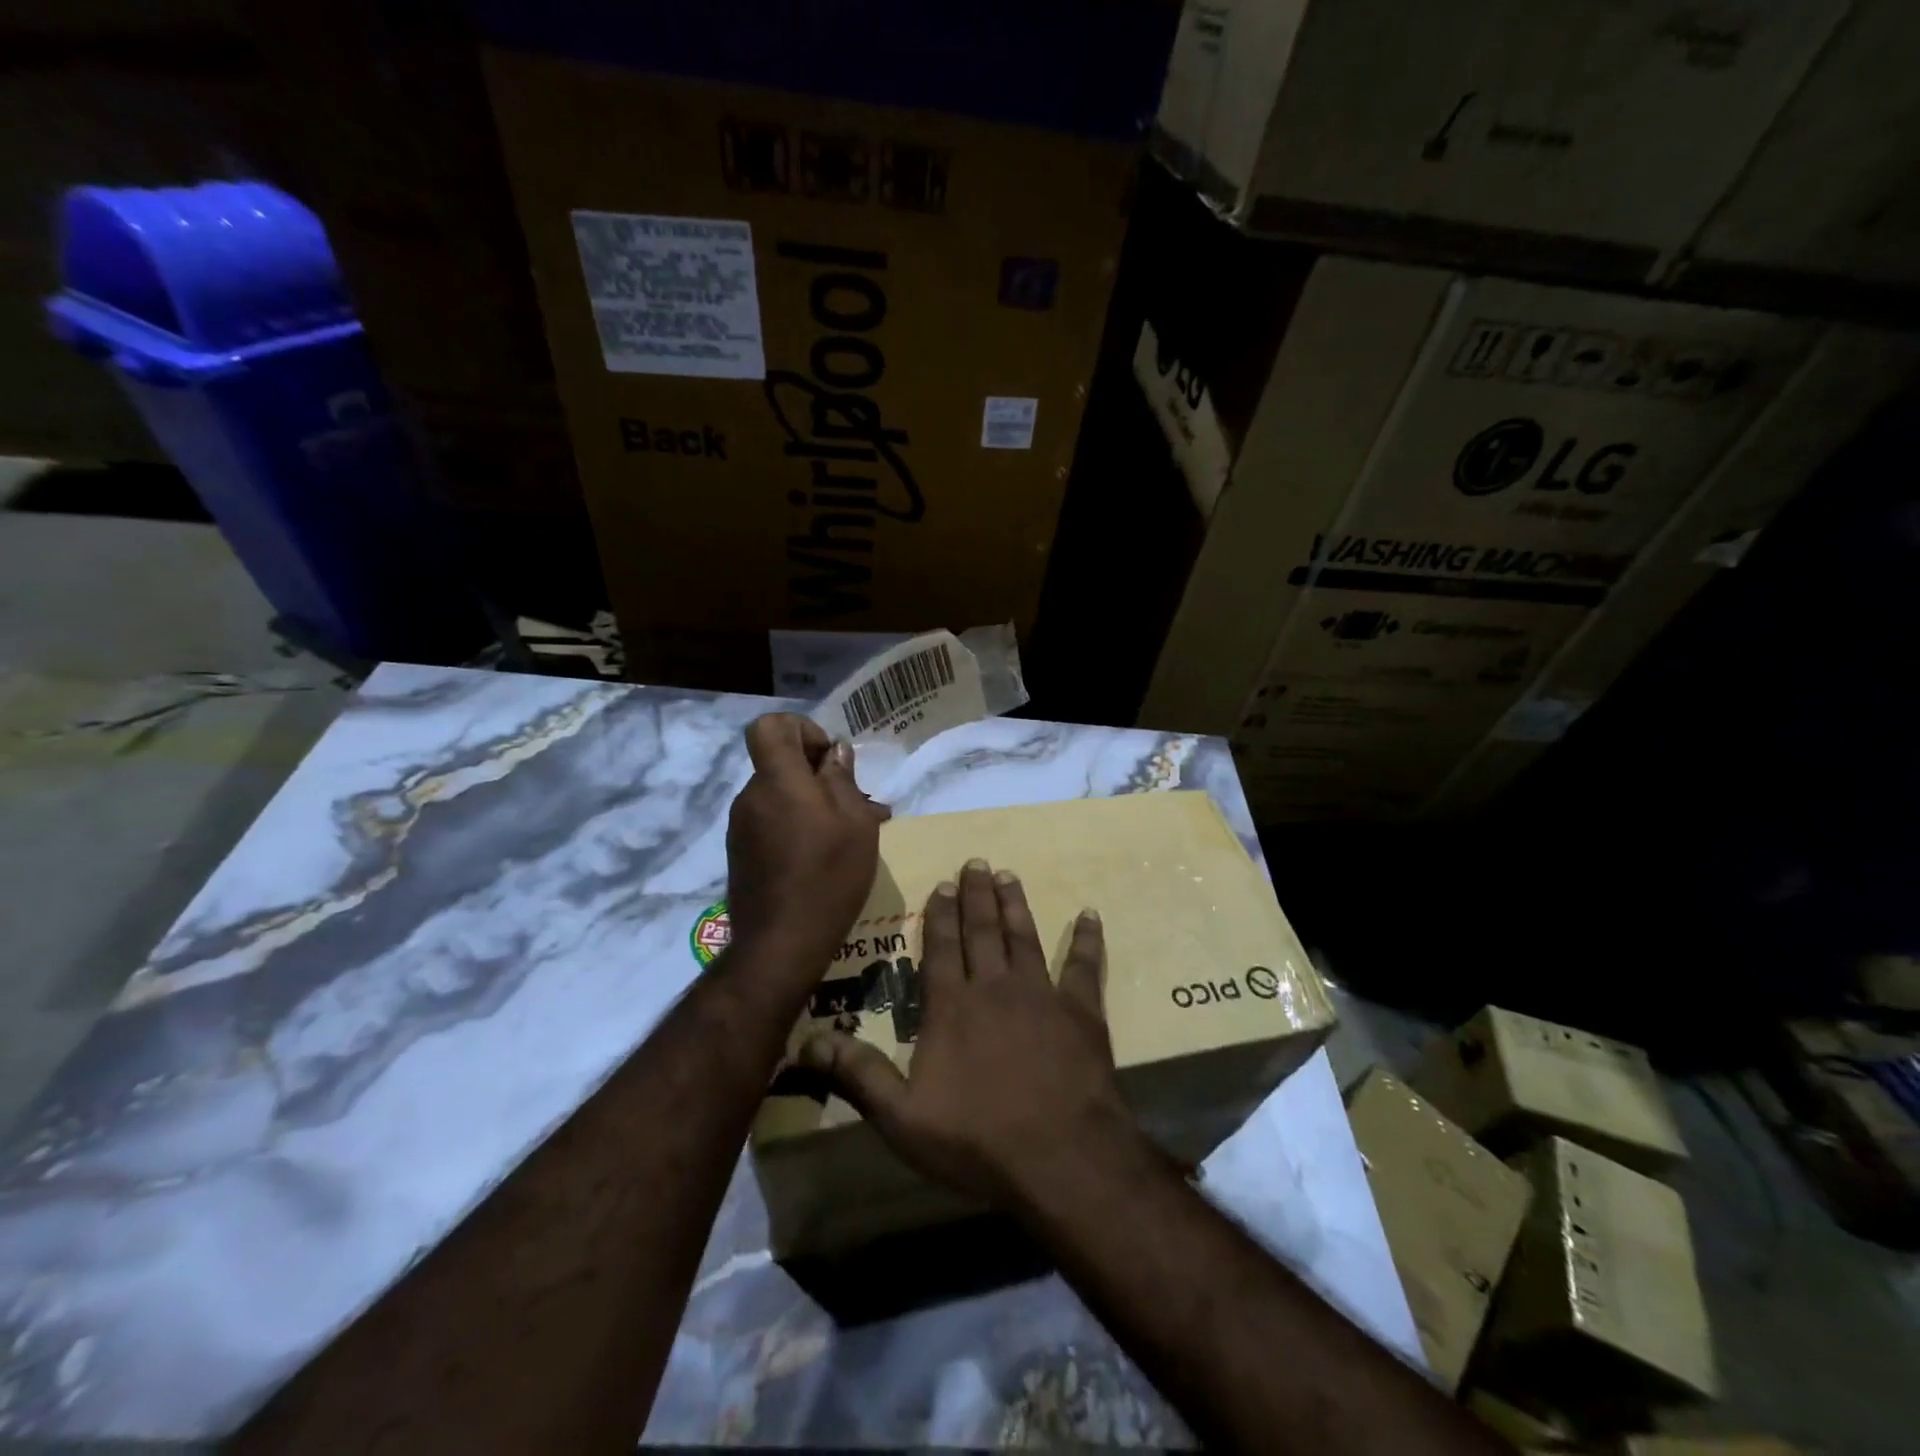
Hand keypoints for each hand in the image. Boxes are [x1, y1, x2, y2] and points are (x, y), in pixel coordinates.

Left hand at [726, 714, 887, 975]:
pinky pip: (773, 823)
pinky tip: (826, 857)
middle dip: (819, 775)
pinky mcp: (742, 854)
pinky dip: (798, 828)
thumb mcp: (855, 823)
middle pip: (780, 764)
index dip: (802, 730)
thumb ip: (842, 779)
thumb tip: (835, 753)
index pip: (770, 726)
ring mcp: (742, 828)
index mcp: (777, 780)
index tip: (829, 760)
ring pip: (781, 796)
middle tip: (858, 805)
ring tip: (851, 836)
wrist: (780, 944)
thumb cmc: (827, 875)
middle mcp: (751, 797)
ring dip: (813, 805)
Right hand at [798, 859, 1141, 1207]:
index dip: (940, 913)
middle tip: (976, 862)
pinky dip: (1087, 938)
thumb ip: (857, 1074)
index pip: (942, 946)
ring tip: (1008, 875)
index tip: (943, 883)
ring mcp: (1041, 994)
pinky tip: (1090, 914)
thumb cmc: (977, 1140)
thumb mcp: (901, 1117)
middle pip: (982, 930)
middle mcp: (994, 987)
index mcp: (952, 1006)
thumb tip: (805, 1041)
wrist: (1061, 1158)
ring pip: (1024, 936)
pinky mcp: (1081, 1011)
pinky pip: (1084, 965)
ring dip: (1015, 905)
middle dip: (977, 894)